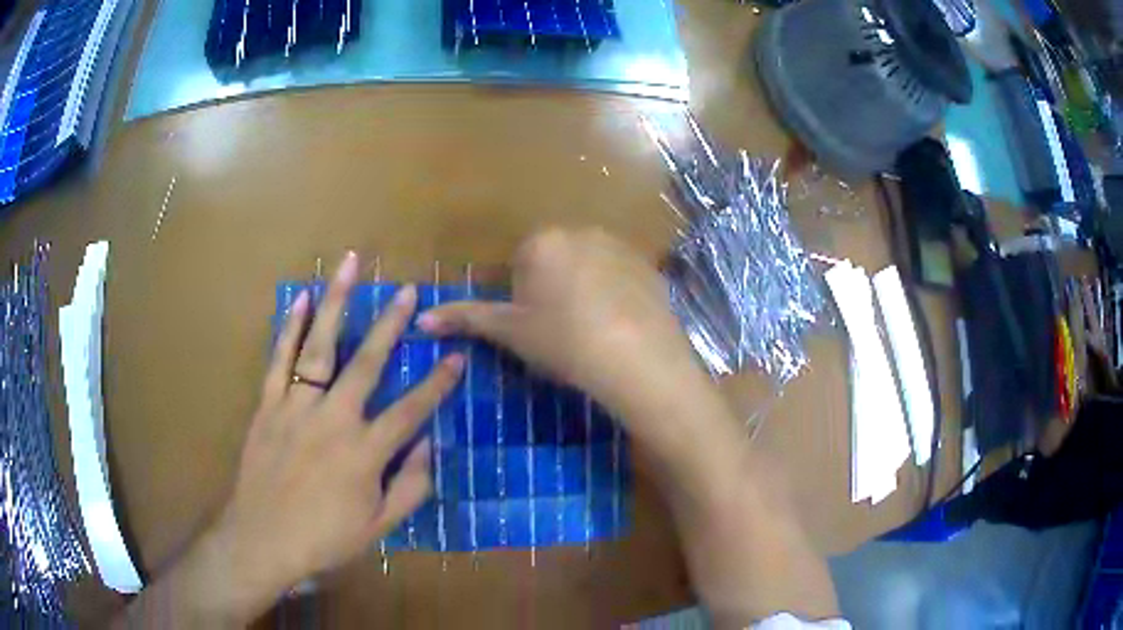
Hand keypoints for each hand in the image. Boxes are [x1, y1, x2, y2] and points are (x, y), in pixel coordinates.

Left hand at [187, 254, 463, 623]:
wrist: (262, 540)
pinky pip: (279, 359)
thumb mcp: (379, 527)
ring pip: (320, 348)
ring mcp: (296, 407)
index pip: (411, 411)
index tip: (457, 357)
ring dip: (336, 304)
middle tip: (407, 291)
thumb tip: (429, 445)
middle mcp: (333, 420)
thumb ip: (410, 486)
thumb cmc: (324, 538)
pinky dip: (290, 327)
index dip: (438, 384)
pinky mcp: (268, 405)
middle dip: (390, 325)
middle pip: (366, 364)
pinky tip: (301, 299)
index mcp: (364, 454)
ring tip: (349, 267)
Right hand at [418, 228, 723, 462]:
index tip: (538, 329)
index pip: (520, 266)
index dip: (525, 302)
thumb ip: (465, 318)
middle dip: (554, 292)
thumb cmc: (563, 342)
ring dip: (586, 292)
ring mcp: (621, 246)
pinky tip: (621, 327)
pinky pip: (622, 278)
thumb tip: (421, 318)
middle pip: (556, 262)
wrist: (637, 358)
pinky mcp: (649, 266)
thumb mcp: (510, 332)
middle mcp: (582, 231)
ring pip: (589, 269)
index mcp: (542, 241)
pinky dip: (617, 297)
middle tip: (564, 333)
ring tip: (594, 332)